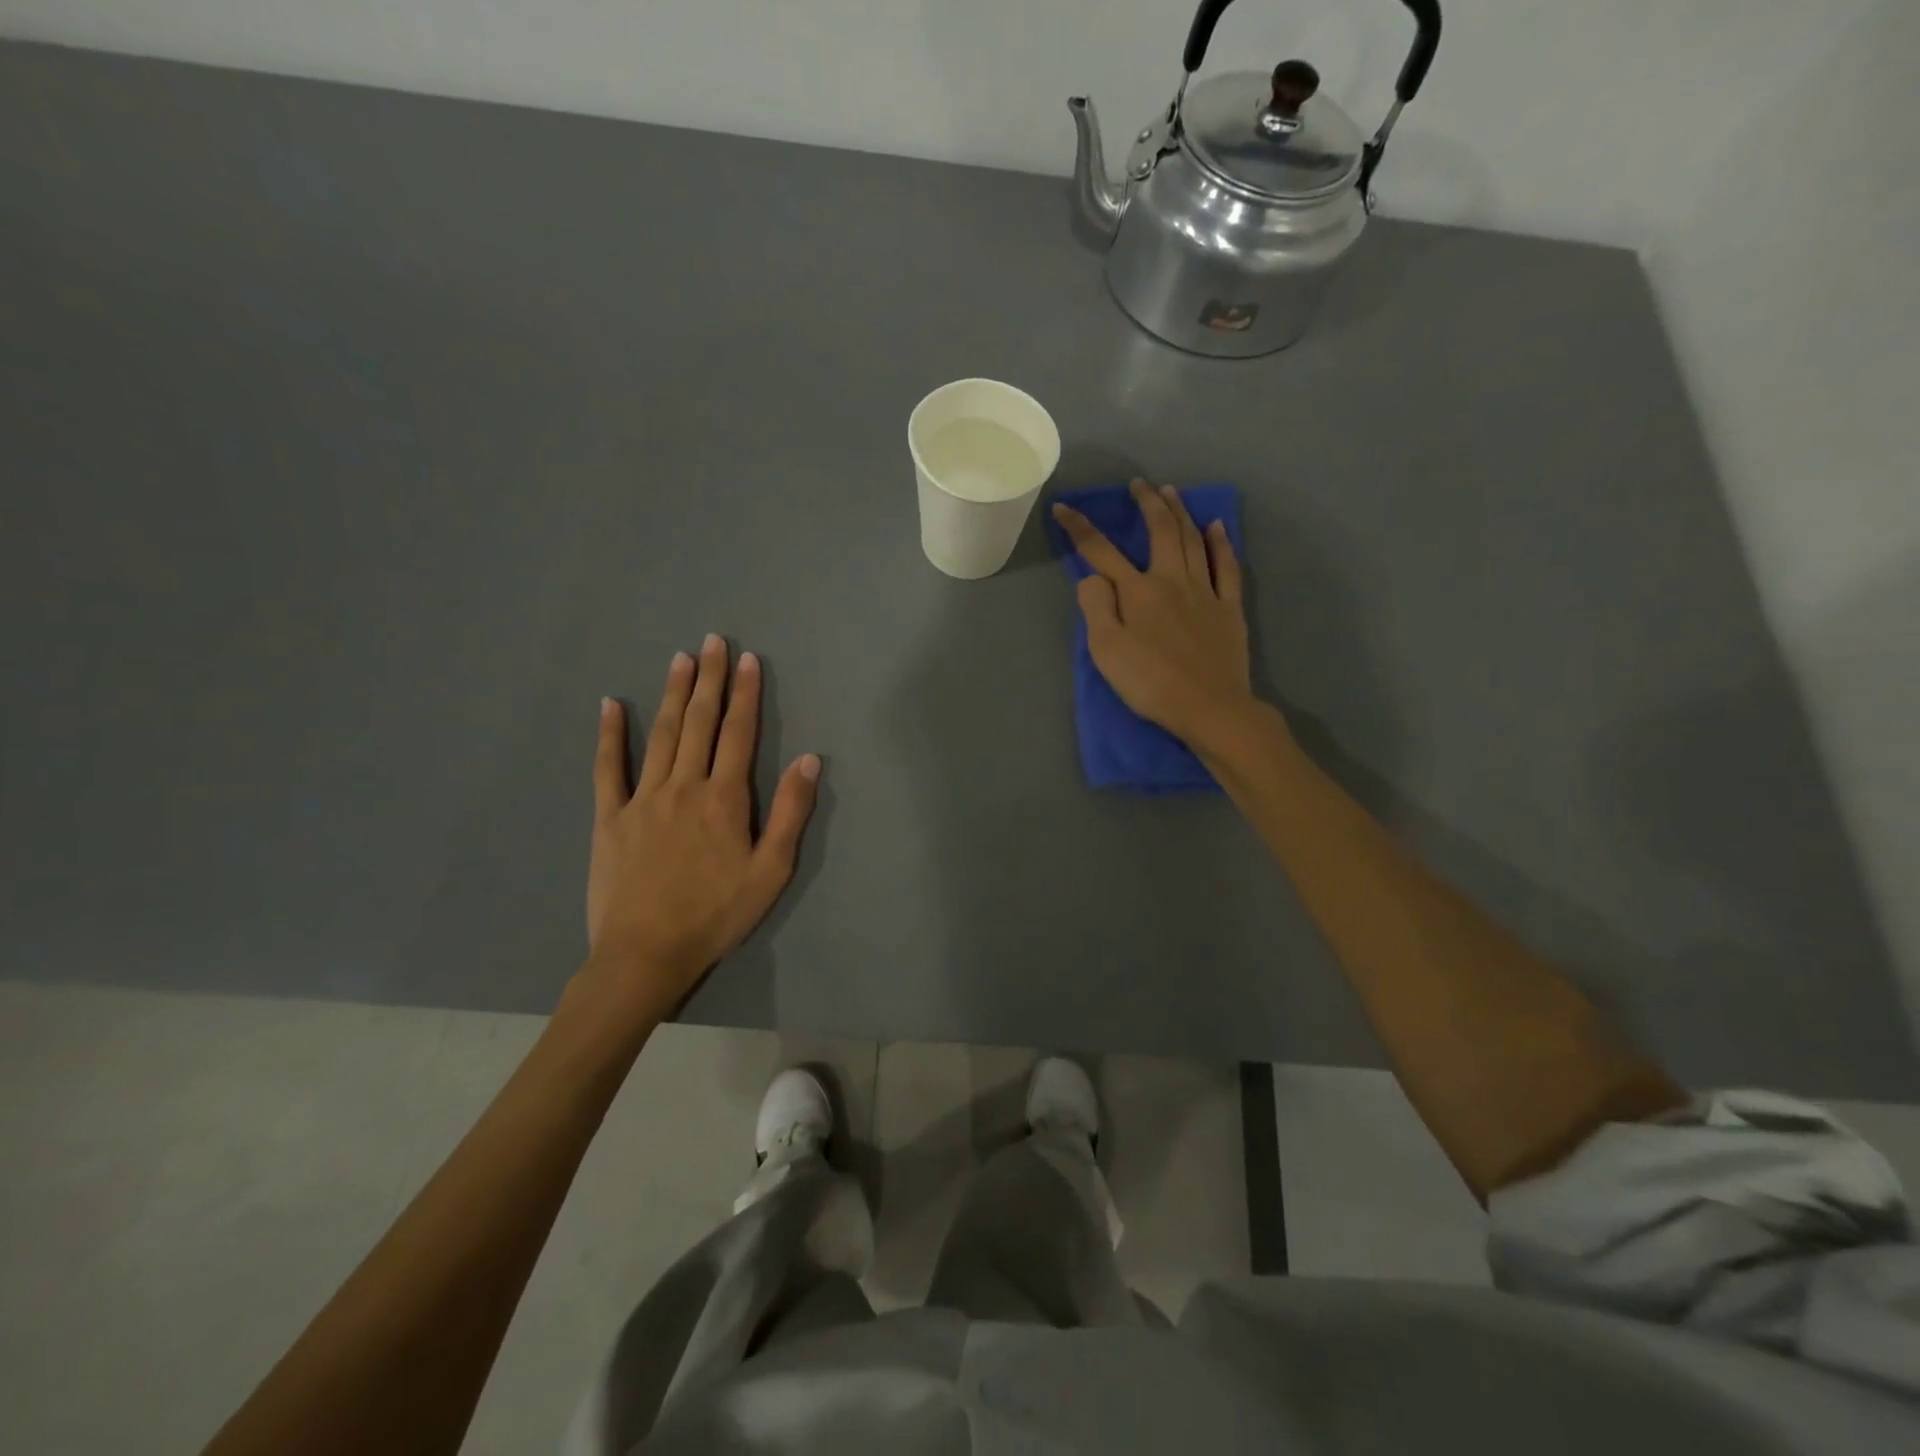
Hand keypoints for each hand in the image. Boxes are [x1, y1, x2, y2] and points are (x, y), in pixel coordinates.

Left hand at [581, 635, 819, 1023]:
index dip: (745, 694)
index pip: (738, 733)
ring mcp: (642, 799)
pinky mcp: (610, 817)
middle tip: (713, 641)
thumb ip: (790, 813)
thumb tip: (811, 760)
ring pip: (660, 735)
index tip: (747, 660)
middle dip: (709, 680)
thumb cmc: (716, 915)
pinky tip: (611, 705)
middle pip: (698, 723)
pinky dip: (610, 734)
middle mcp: (683, 786)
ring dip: (672, 694)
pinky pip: (608, 768)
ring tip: (680, 659)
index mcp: (723, 799)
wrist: (646, 954)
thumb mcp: (770, 871)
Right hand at [1051, 479, 1255, 749]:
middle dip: (1147, 503)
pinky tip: (1217, 526)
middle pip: (1160, 532)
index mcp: (1137, 592)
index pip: (1101, 552)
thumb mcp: (1107, 651)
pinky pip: (1227, 566)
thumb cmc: (1150, 683)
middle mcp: (1171, 581)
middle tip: (1139, 484)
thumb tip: (1092, 577)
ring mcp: (1205, 592)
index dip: (1080, 528)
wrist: (1210, 707)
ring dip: (1180, 512)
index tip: (1064, 507)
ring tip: (1171, 492)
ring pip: (1193, 540)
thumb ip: (1096, 608)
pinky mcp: (1229, 608)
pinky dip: (1221, 543)